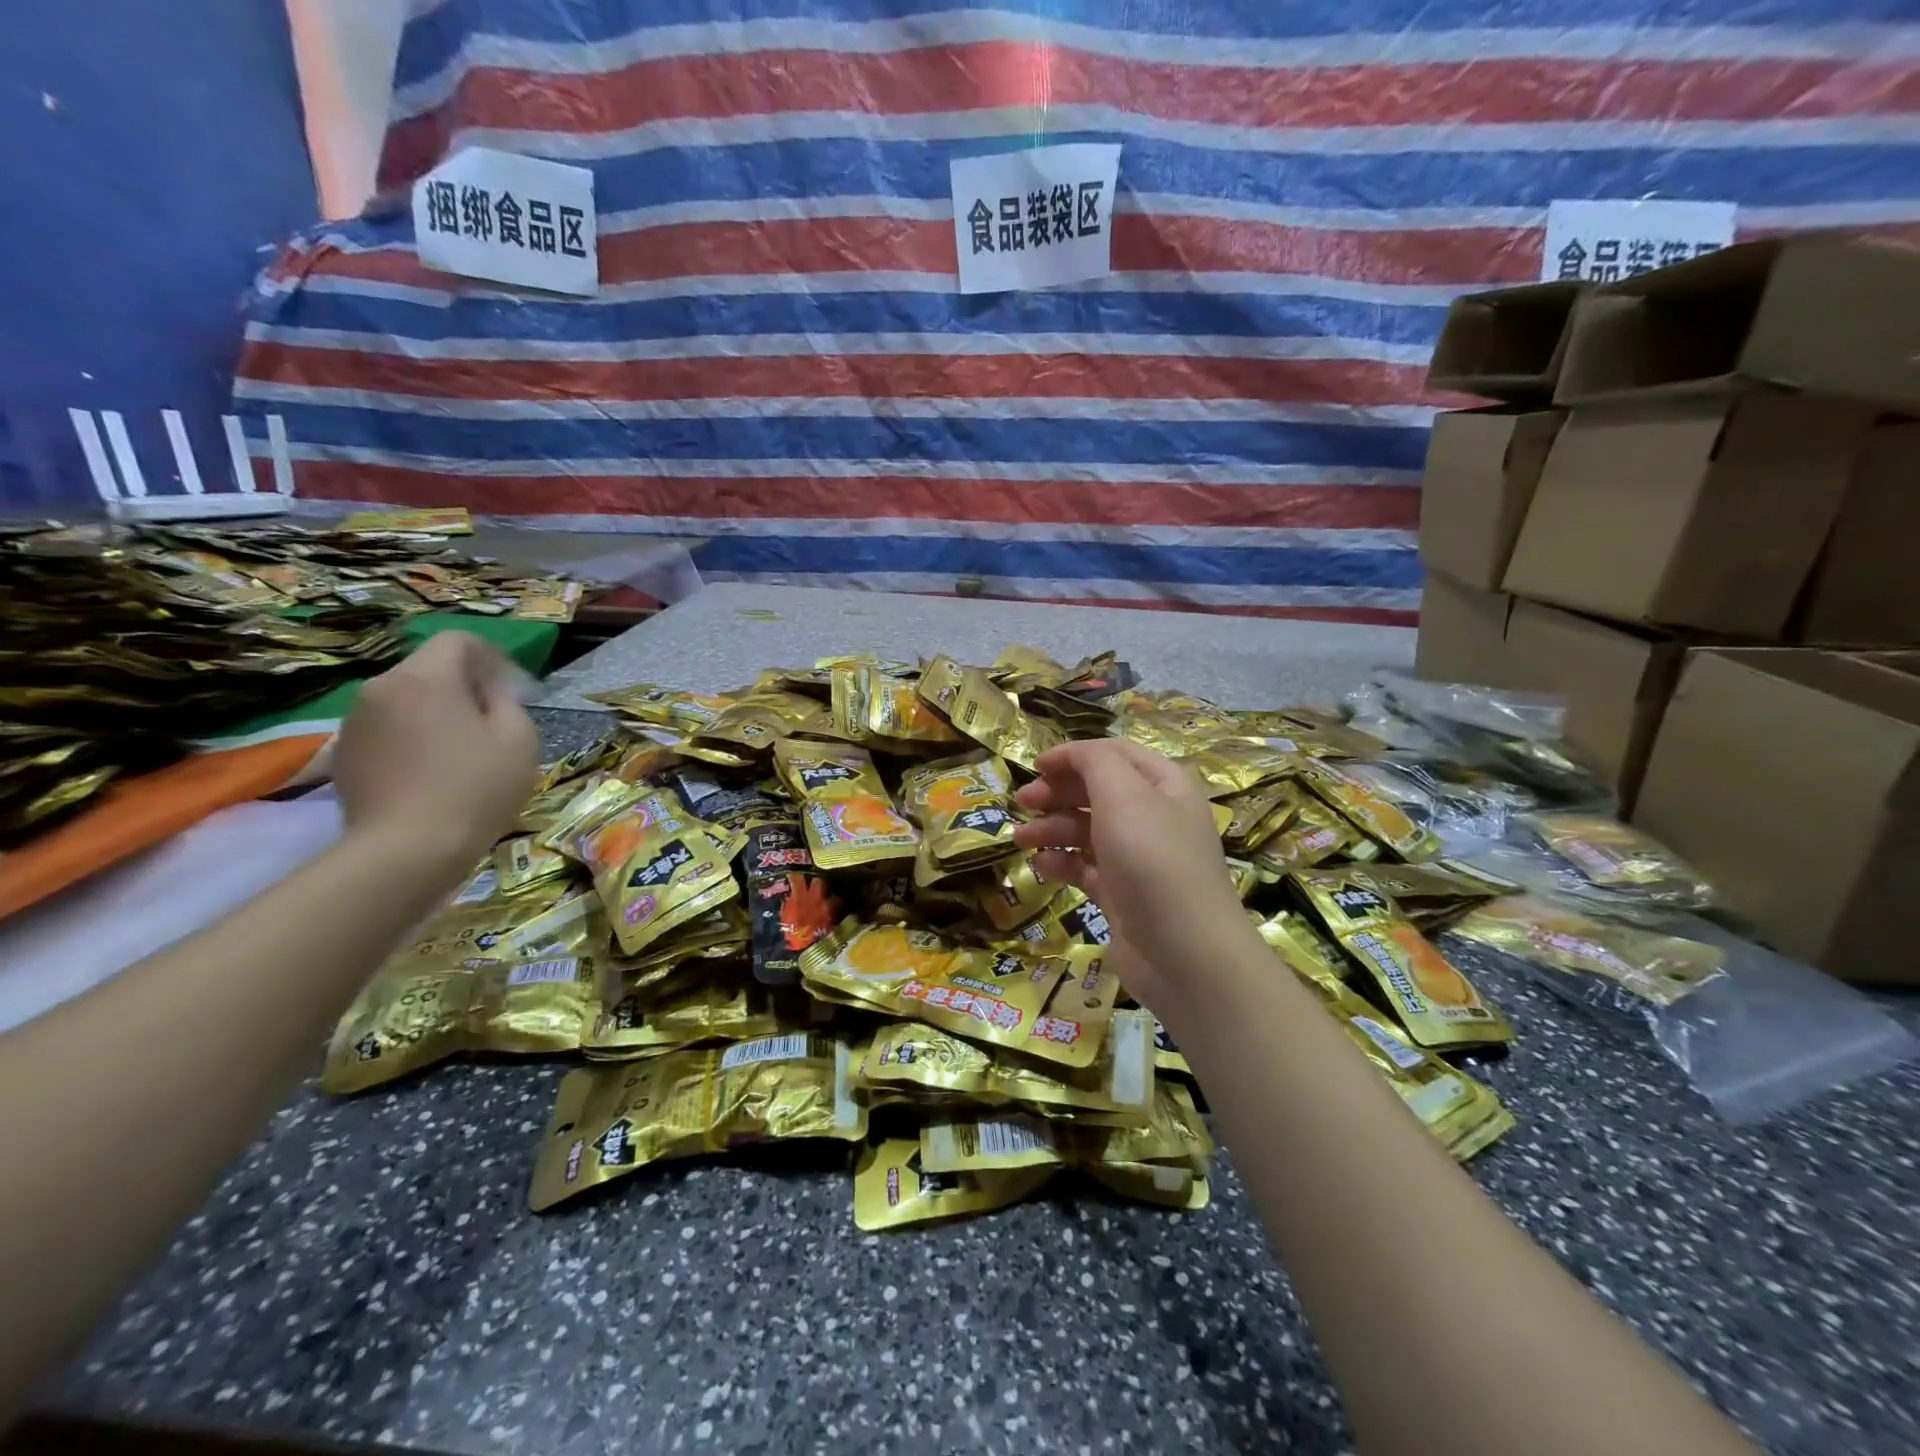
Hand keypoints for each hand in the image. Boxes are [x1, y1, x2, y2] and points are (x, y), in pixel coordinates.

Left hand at [334, 631, 537, 870]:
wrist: (407, 850)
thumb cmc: (475, 788)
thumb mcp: (519, 740)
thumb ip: (507, 702)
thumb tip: (491, 693)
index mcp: (426, 678)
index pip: (457, 641)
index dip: (490, 656)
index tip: (512, 687)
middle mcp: (381, 688)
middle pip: (428, 669)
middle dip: (462, 685)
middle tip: (492, 720)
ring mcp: (355, 722)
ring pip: (404, 700)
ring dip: (434, 712)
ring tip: (461, 750)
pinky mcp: (345, 755)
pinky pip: (386, 729)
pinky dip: (411, 738)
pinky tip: (431, 773)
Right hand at [1013, 739, 1253, 1021]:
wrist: (1184, 953)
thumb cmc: (1153, 860)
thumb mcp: (1124, 795)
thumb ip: (1094, 762)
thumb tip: (1070, 754)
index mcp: (1163, 785)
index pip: (1114, 754)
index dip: (1073, 755)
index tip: (1034, 766)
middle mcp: (1154, 816)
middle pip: (1097, 791)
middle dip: (1057, 793)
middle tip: (1022, 802)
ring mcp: (1139, 858)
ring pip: (1088, 830)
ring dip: (1052, 828)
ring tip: (1020, 839)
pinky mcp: (1124, 895)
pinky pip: (1087, 868)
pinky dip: (1063, 862)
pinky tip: (1041, 866)